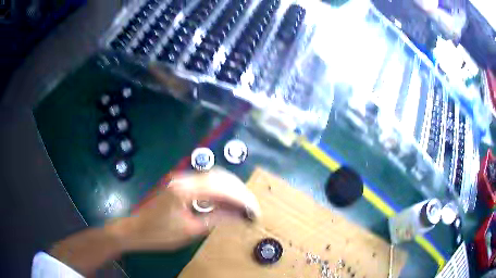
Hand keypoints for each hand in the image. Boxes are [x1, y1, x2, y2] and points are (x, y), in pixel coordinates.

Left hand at [106, 167, 260, 251]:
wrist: (135, 230)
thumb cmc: (160, 234)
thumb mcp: (190, 230)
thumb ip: (216, 219)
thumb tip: (240, 215)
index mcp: (185, 190)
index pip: (221, 188)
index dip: (241, 198)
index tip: (254, 210)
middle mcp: (184, 179)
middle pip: (219, 177)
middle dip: (239, 190)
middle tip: (252, 206)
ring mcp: (181, 179)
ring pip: (213, 176)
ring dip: (231, 188)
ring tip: (243, 202)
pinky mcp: (180, 184)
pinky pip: (205, 182)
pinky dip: (220, 189)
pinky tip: (227, 199)